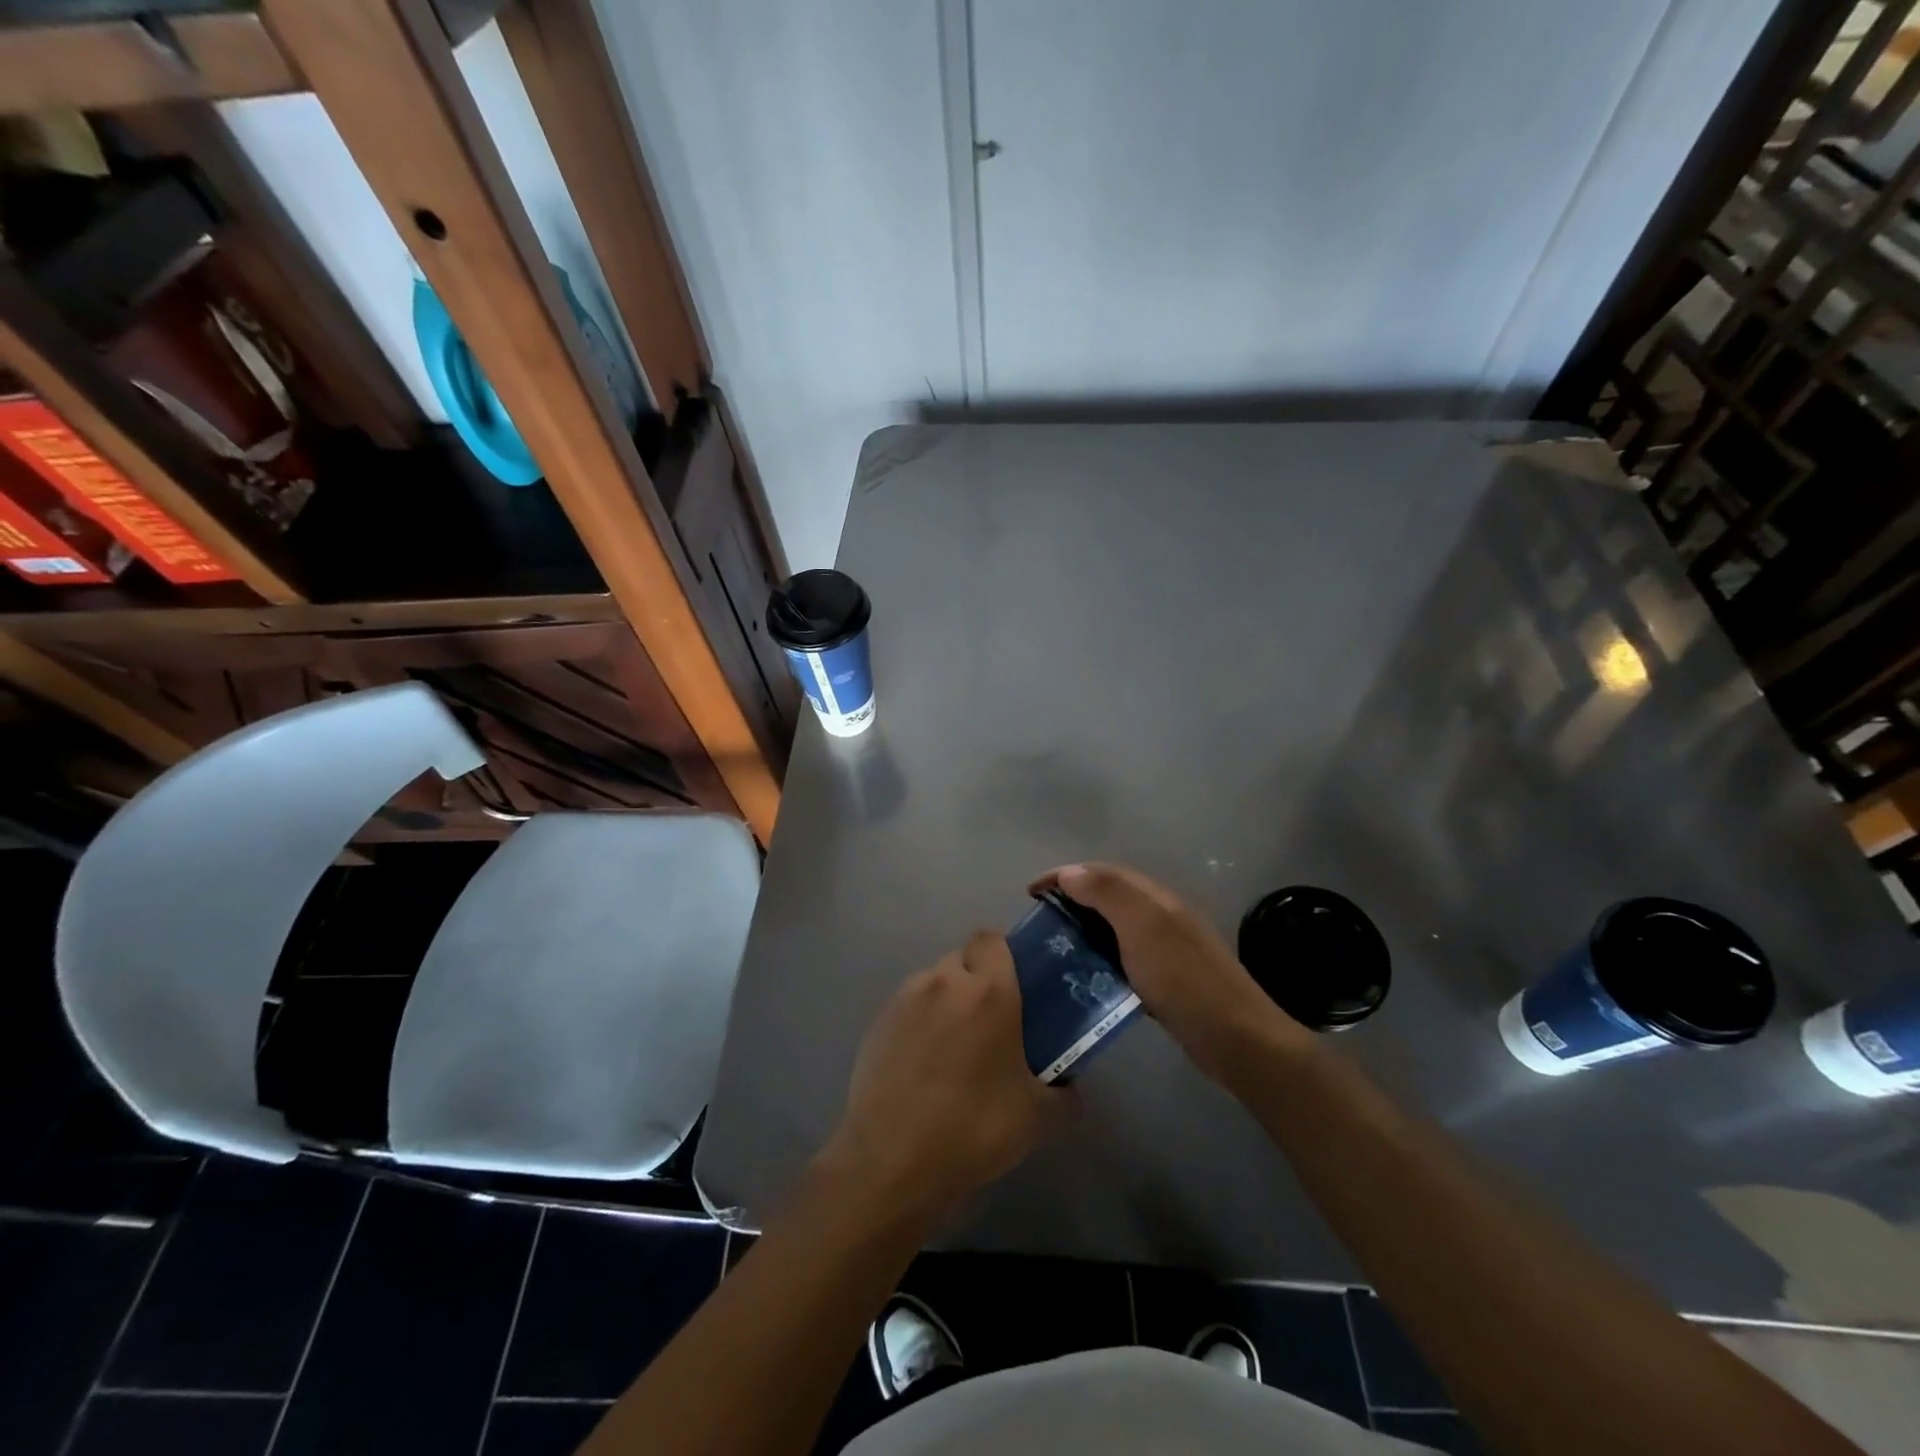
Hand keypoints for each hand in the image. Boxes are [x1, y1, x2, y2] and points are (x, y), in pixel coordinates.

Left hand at [818, 931, 1073, 1224]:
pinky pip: (909, 1007)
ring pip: (934, 981)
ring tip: (955, 1047)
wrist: (891, 1161)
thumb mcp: (1038, 1118)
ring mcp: (905, 999)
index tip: (1015, 987)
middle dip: (977, 980)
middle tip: (992, 1022)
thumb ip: (1065, 1095)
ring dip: (947, 1000)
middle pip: (963, 959)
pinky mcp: (877, 1022)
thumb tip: (1071, 1089)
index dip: (1004, 956)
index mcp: (988, 991)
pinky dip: (920, 1022)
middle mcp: (944, 982)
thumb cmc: (973, 1129)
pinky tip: (924, 1065)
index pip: (992, 939)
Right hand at [1031, 862, 1311, 1080]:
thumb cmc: (1183, 978)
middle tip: (1039, 921)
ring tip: (1055, 948)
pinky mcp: (1167, 978)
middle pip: (1108, 895)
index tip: (1029, 893)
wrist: (1236, 1037)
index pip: (1101, 871)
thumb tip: (1070, 872)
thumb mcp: (1142, 926)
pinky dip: (1100, 957)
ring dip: (1084, 929)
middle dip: (1071, 899)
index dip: (1063, 875)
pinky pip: (1124, 956)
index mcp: (1154, 896)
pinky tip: (1088, 977)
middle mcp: (1161, 914)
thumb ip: (1107, 892)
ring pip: (1115, 926)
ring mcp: (1166, 947)